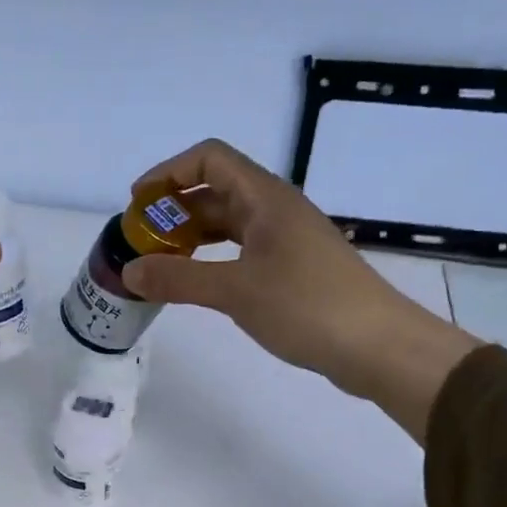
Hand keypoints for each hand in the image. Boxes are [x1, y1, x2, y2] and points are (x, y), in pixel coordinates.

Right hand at [120, 139, 480, 439]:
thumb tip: (129, 270)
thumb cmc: (306, 306)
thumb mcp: (234, 290)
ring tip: (162, 263)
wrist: (377, 346)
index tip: (137, 203)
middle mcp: (277, 209)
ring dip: (193, 236)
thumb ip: (178, 278)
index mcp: (266, 198)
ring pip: (230, 223)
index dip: (168, 172)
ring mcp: (288, 240)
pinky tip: (198, 283)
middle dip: (175, 209)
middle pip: (217, 190)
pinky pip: (243, 250)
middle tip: (142, 241)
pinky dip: (214, 259)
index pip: (209, 159)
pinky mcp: (294, 269)